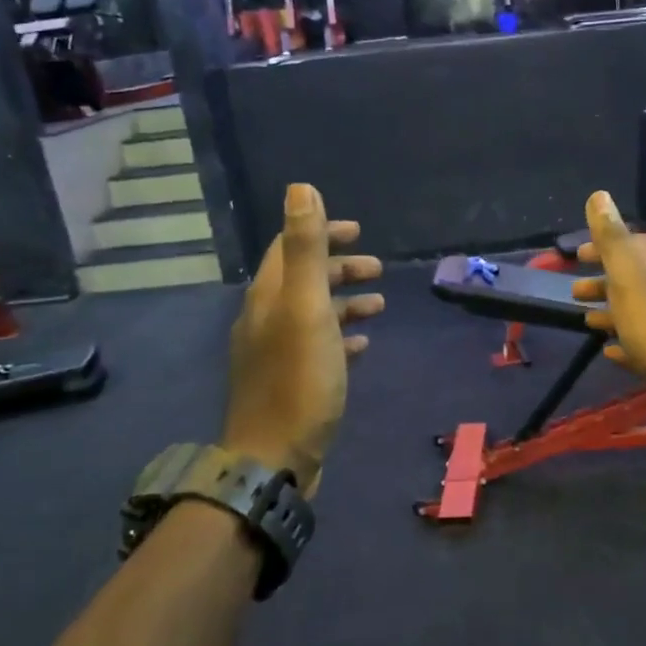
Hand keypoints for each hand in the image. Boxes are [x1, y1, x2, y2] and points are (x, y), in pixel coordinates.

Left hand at [220, 184, 383, 491]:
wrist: (275, 458)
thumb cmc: (298, 380)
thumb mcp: (306, 309)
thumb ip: (306, 249)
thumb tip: (300, 188)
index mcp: (268, 297)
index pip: (290, 248)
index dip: (321, 232)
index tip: (358, 231)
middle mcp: (266, 319)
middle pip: (303, 280)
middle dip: (339, 268)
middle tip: (377, 269)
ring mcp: (276, 353)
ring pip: (313, 313)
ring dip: (345, 301)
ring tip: (379, 304)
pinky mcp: (290, 381)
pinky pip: (318, 346)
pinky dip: (341, 336)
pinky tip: (362, 344)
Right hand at [570, 191, 645, 413]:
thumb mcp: (629, 276)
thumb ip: (612, 237)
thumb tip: (599, 194)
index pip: (631, 244)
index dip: (603, 245)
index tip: (576, 255)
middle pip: (633, 279)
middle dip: (603, 281)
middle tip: (573, 291)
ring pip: (638, 311)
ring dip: (611, 311)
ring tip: (585, 321)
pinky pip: (645, 345)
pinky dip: (625, 342)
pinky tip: (610, 352)